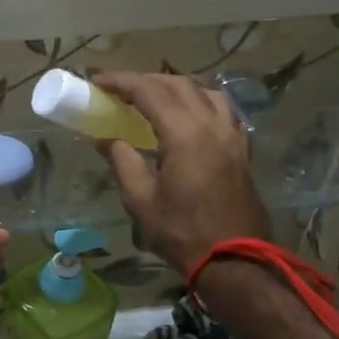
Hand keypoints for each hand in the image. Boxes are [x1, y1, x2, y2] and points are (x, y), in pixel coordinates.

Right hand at [93, 72, 271, 273]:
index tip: (97, 81)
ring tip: (152, 96)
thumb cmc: (181, 231)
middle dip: (145, 80)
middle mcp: (211, 125)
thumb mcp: (140, 199)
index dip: (121, 82)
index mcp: (184, 134)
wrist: (233, 259)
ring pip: (204, 91)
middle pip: (177, 85)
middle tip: (119, 89)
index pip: (149, 92)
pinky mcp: (240, 149)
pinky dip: (199, 100)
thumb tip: (105, 139)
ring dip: (174, 86)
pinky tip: (187, 113)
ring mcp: (231, 135)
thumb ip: (122, 161)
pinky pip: (221, 109)